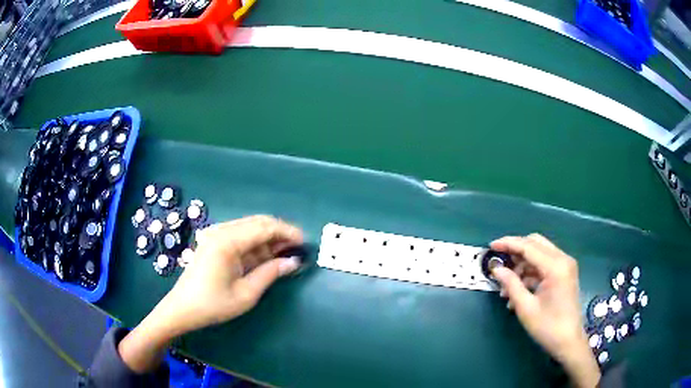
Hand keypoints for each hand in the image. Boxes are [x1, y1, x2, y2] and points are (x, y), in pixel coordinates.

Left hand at [118, 215, 303, 372]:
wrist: (182, 308)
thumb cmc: (213, 304)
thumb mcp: (246, 293)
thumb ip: (271, 273)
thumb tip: (294, 262)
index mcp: (228, 241)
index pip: (264, 227)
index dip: (287, 232)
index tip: (304, 242)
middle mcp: (222, 231)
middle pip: (258, 222)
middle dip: (280, 232)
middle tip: (298, 247)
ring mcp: (216, 235)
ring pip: (250, 227)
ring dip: (269, 237)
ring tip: (286, 251)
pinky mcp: (214, 242)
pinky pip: (240, 236)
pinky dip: (256, 243)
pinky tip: (267, 254)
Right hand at [490, 234, 599, 387]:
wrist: (568, 341)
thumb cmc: (548, 327)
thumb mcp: (526, 308)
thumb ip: (511, 284)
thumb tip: (496, 269)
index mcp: (555, 266)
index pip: (529, 246)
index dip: (508, 244)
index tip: (491, 246)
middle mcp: (563, 259)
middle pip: (535, 243)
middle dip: (515, 251)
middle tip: (499, 262)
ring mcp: (565, 266)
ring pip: (539, 254)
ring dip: (522, 265)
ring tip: (506, 287)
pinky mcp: (564, 274)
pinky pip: (544, 265)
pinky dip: (530, 273)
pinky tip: (518, 291)